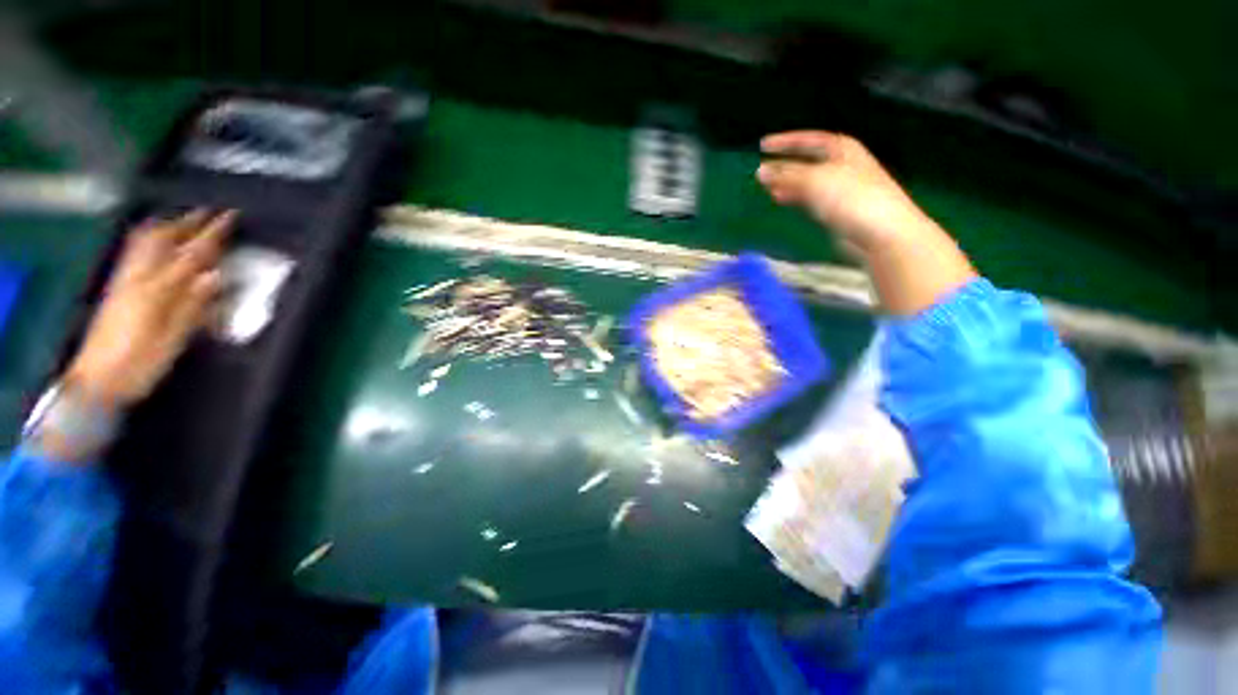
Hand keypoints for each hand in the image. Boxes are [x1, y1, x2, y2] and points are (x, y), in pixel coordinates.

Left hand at [66, 209, 233, 408]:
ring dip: (165, 227)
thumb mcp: (171, 339)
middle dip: (186, 223)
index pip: (189, 255)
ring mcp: (123, 281)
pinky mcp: (116, 289)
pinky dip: (147, 240)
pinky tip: (155, 241)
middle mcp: (137, 279)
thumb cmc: (139, 364)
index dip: (210, 234)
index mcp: (156, 292)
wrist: (96, 381)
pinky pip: (132, 253)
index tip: (229, 216)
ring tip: (182, 220)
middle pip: (161, 240)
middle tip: (208, 213)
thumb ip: (192, 306)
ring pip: (143, 243)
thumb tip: (215, 276)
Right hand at [756, 131, 940, 257]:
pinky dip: (794, 198)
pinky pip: (810, 199)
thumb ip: (786, 175)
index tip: (762, 145)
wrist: (879, 232)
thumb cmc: (851, 197)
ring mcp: (840, 188)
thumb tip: (759, 171)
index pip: (808, 139)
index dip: (785, 141)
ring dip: (787, 183)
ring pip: (807, 181)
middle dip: (784, 165)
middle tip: (761, 170)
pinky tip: (782, 201)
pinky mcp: (837, 210)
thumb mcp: (815, 180)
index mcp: (842, 149)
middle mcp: (842, 165)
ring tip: (767, 188)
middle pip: (808, 161)